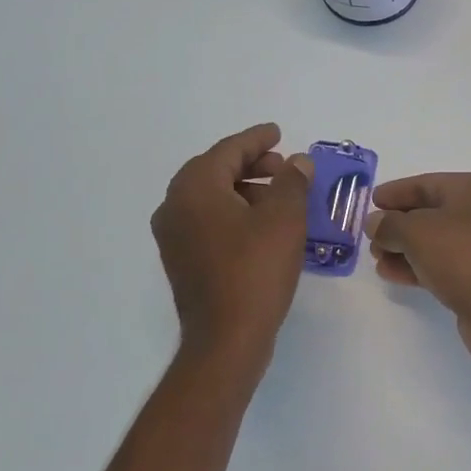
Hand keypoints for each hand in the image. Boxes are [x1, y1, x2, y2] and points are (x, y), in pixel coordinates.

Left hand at [152, 123, 312, 358]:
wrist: (227, 338)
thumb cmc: (256, 270)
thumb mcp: (284, 219)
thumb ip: (292, 182)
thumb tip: (297, 162)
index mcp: (194, 189)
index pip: (227, 151)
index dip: (256, 139)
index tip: (278, 132)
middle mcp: (174, 207)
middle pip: (214, 171)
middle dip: (250, 164)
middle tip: (283, 166)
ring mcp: (173, 237)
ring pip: (210, 197)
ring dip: (244, 189)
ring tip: (279, 196)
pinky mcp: (182, 260)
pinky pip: (208, 221)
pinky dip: (234, 212)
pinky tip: (262, 225)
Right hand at [365, 173, 470, 364]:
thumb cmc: (462, 256)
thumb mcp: (417, 232)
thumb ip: (390, 224)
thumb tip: (376, 223)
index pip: (426, 184)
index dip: (396, 193)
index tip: (370, 203)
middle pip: (430, 213)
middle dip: (397, 225)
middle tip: (370, 238)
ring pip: (435, 241)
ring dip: (404, 249)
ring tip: (376, 260)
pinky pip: (442, 264)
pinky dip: (417, 266)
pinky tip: (392, 275)